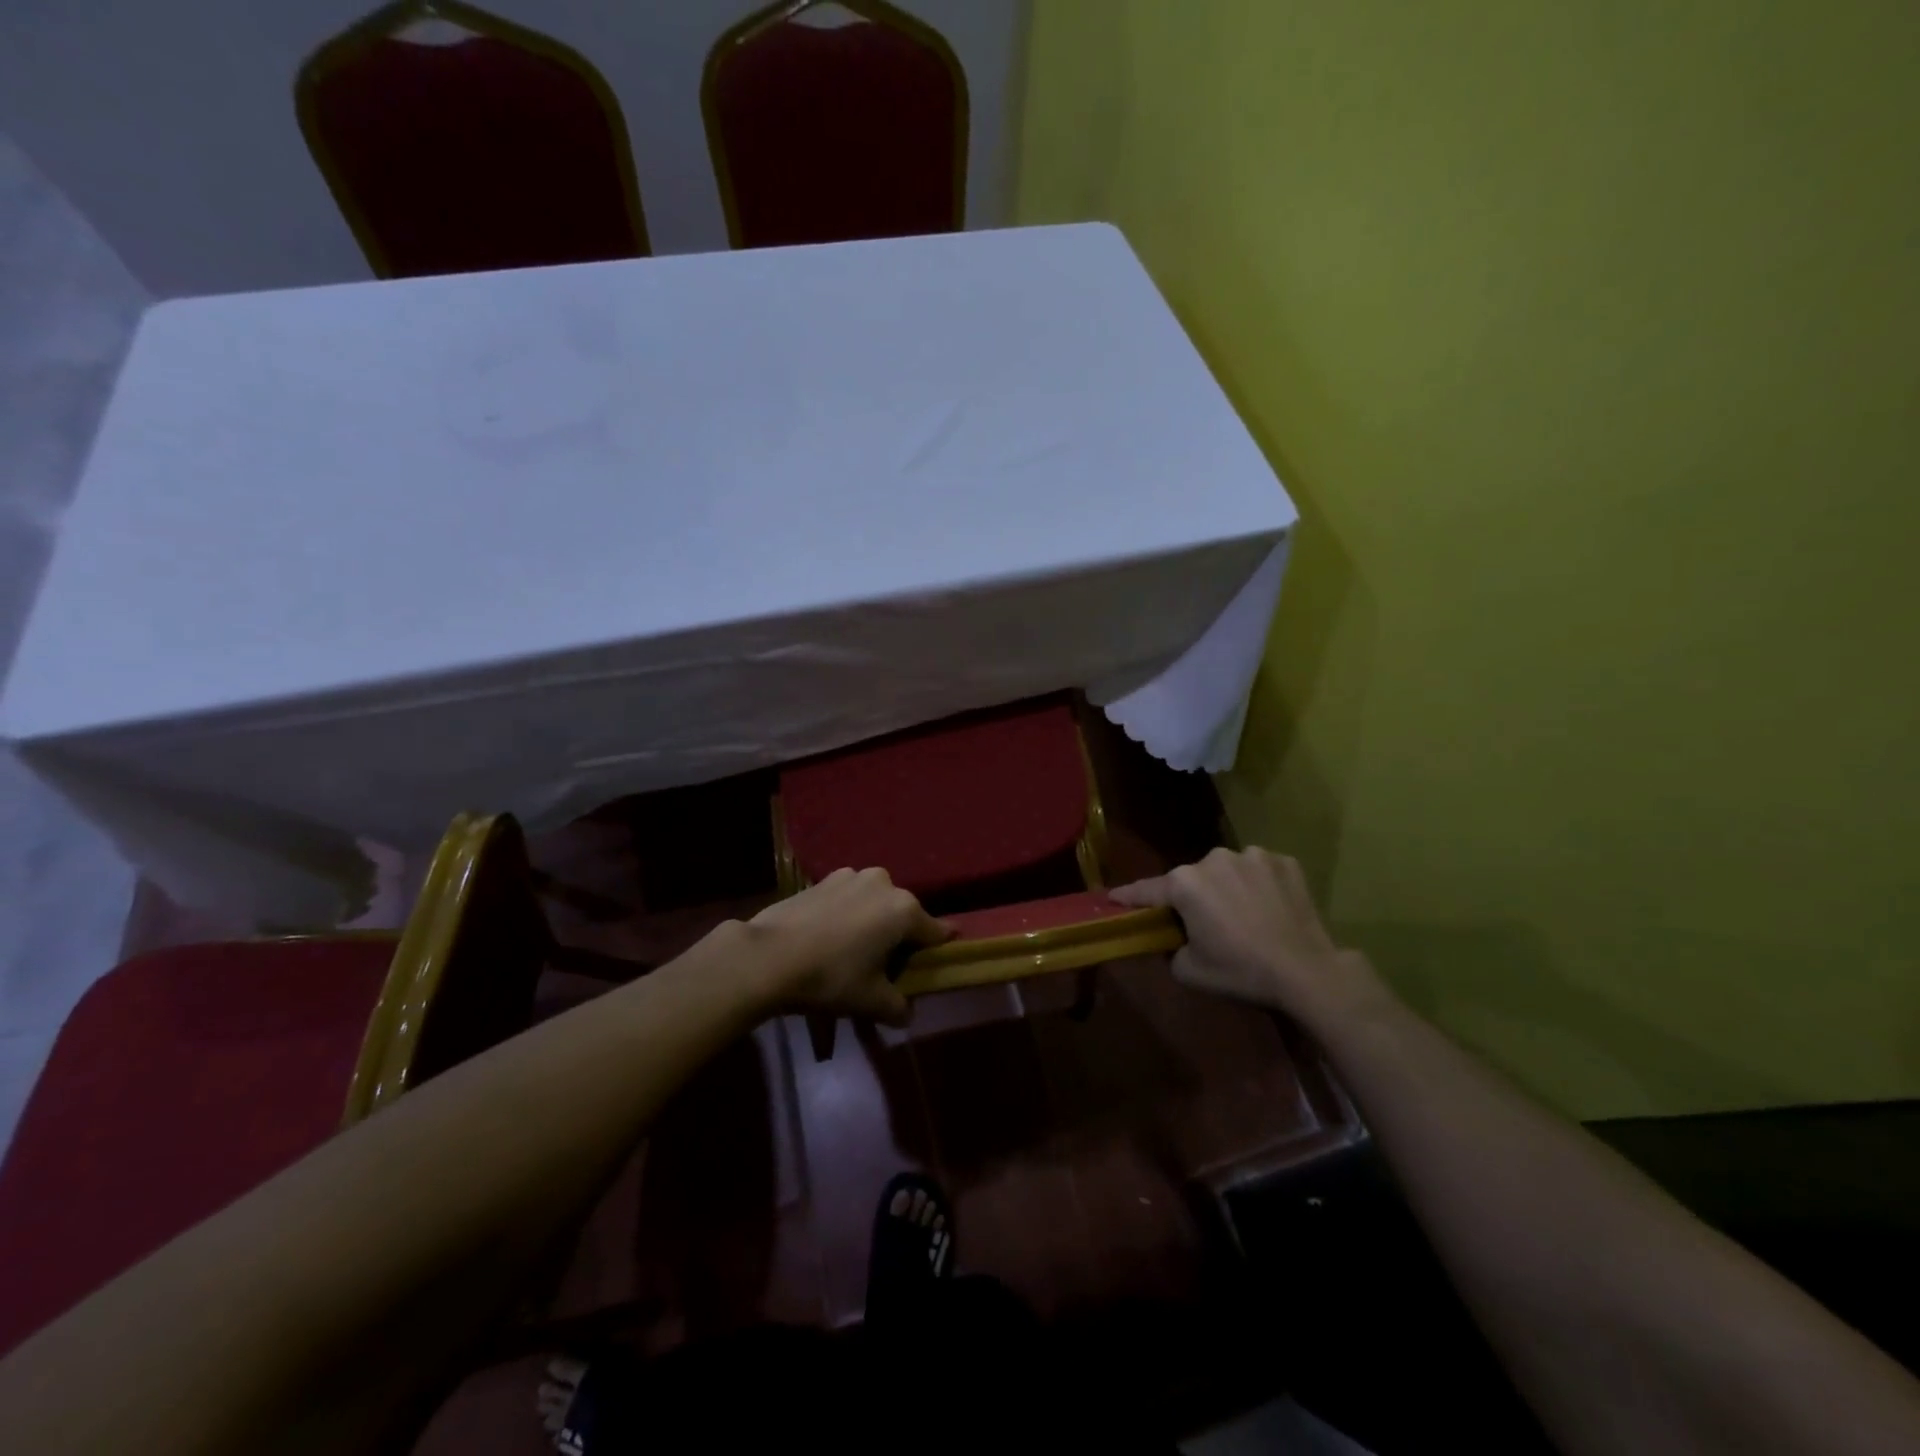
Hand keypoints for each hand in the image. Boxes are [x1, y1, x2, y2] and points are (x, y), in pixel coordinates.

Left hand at [748, 868, 951, 1024]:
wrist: (768, 956)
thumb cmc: (830, 977)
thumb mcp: (871, 1002)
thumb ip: (898, 1007)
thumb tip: (907, 1014)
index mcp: (904, 910)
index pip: (937, 931)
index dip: (939, 950)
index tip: (936, 965)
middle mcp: (884, 883)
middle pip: (904, 914)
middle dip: (901, 937)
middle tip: (887, 966)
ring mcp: (852, 876)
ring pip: (875, 903)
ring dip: (872, 921)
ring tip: (854, 950)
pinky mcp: (823, 879)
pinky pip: (848, 898)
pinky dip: (848, 914)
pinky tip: (830, 937)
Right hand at [1110, 847, 1388, 1030]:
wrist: (1307, 971)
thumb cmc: (1241, 970)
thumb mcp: (1190, 971)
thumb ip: (1170, 949)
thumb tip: (1174, 939)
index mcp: (1185, 883)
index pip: (1148, 890)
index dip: (1129, 897)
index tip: (1113, 897)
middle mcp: (1213, 859)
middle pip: (1191, 879)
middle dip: (1192, 897)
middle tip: (1202, 923)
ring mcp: (1252, 855)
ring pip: (1227, 870)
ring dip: (1226, 887)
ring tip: (1242, 915)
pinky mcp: (1284, 861)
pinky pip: (1259, 870)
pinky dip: (1258, 884)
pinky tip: (1269, 907)